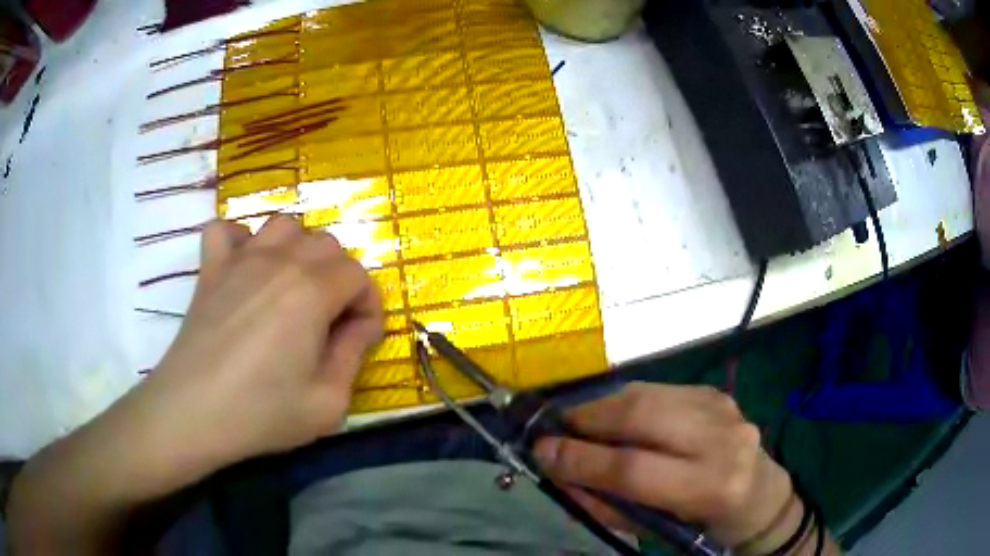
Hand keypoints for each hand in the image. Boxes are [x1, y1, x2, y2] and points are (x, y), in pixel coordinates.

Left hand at [109, 217, 383, 499]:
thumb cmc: (262, 413)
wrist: (193, 413)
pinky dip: (239, 240)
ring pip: (283, 226)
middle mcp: (279, 261)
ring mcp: (240, 259)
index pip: (358, 275)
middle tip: (329, 319)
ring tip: (292, 287)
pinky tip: (243, 267)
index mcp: (312, 292)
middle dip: (339, 278)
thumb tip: (360, 326)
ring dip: (297, 250)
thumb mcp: (328, 402)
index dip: (368, 306)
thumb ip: (354, 355)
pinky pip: (225, 229)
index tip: (360, 337)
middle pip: (326, 244)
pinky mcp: (210, 268)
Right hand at [534, 383, 793, 548]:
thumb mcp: (655, 529)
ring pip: (646, 394)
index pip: (635, 469)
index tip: (541, 452)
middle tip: (553, 427)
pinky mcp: (715, 392)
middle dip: (587, 418)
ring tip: (575, 421)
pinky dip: (625, 401)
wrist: (759, 494)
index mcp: (712, 486)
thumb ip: (605, 503)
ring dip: (602, 406)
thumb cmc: (703, 524)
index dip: (581, 460)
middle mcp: (722, 438)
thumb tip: (558, 472)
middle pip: (640, 415)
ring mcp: (722, 407)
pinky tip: (613, 416)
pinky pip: (657, 389)